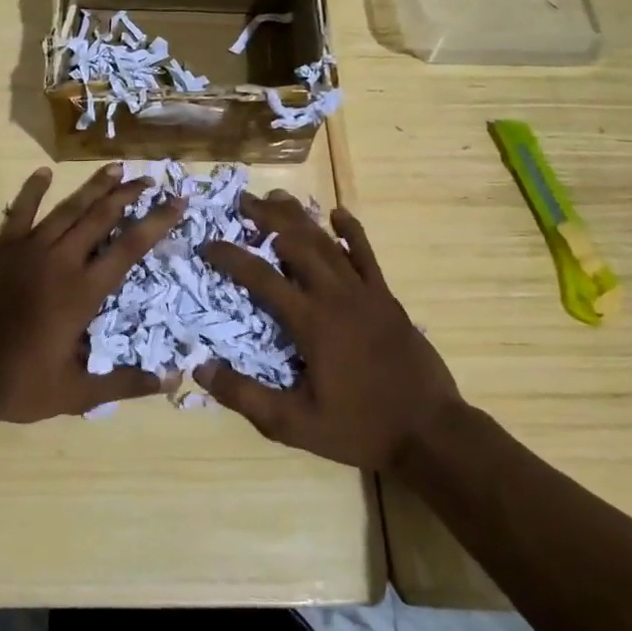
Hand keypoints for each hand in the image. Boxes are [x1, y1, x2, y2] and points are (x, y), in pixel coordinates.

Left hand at [0, 165, 181, 422]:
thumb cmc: (14, 382)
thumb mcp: (74, 393)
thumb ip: (123, 384)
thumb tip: (171, 379)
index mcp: (82, 292)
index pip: (128, 248)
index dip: (156, 222)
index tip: (177, 202)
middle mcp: (60, 261)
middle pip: (100, 217)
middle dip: (128, 195)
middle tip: (149, 179)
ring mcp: (28, 250)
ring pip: (68, 209)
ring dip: (94, 187)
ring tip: (116, 168)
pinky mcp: (1, 250)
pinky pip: (20, 213)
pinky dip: (32, 191)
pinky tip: (43, 172)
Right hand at [194, 191, 463, 471]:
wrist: (430, 432)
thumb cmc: (359, 427)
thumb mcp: (294, 424)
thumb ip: (246, 396)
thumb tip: (200, 368)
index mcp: (311, 321)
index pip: (261, 277)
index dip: (230, 257)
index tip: (207, 244)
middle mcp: (335, 296)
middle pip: (295, 243)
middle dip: (265, 219)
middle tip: (241, 201)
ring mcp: (365, 293)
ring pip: (327, 242)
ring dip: (299, 218)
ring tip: (275, 198)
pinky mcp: (386, 298)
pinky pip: (366, 255)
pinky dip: (351, 231)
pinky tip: (338, 213)